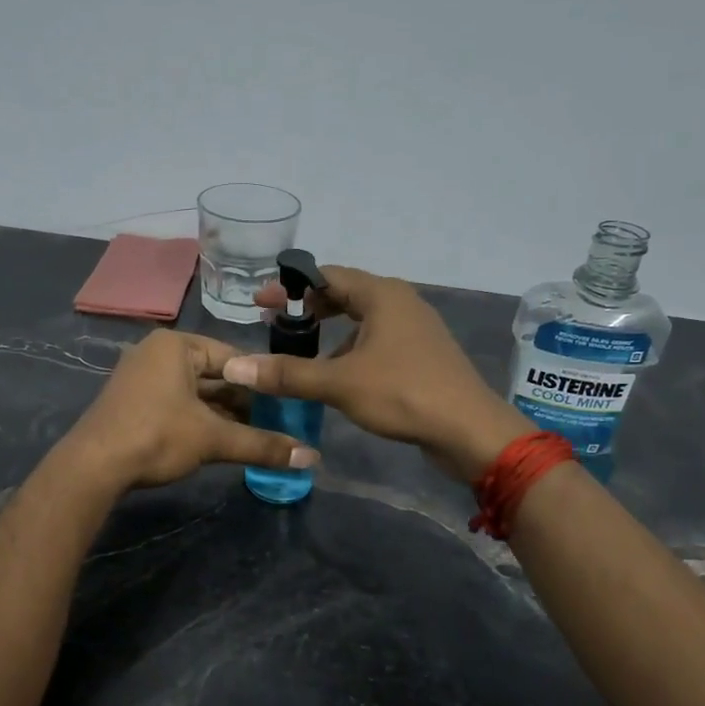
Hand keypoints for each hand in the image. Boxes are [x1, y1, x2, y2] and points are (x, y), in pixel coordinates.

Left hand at [61, 330, 319, 491]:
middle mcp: (157, 353)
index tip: (287, 404)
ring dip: (224, 415)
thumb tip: (312, 458)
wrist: (93, 467)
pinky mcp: (134, 402)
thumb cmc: (156, 436)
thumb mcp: (213, 439)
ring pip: (196, 393)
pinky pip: (178, 404)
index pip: (233, 357)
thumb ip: (262, 445)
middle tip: (276, 424)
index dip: (262, 382)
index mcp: (176, 345)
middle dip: (244, 402)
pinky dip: (200, 421)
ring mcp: (142, 377)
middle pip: (214, 375)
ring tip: (256, 436)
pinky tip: (222, 441)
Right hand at [230, 266, 528, 480]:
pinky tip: (337, 373)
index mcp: (382, 295)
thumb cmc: (403, 393)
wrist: (469, 430)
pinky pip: (376, 340)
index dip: (290, 287)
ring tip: (300, 349)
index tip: (260, 302)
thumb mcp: (339, 383)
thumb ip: (287, 374)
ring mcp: (414, 328)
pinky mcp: (421, 354)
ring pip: (362, 319)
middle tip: (274, 323)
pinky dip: (350, 347)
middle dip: (308, 308)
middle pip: (345, 294)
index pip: (326, 276)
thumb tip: (234, 367)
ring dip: (330, 330)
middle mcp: (400, 302)